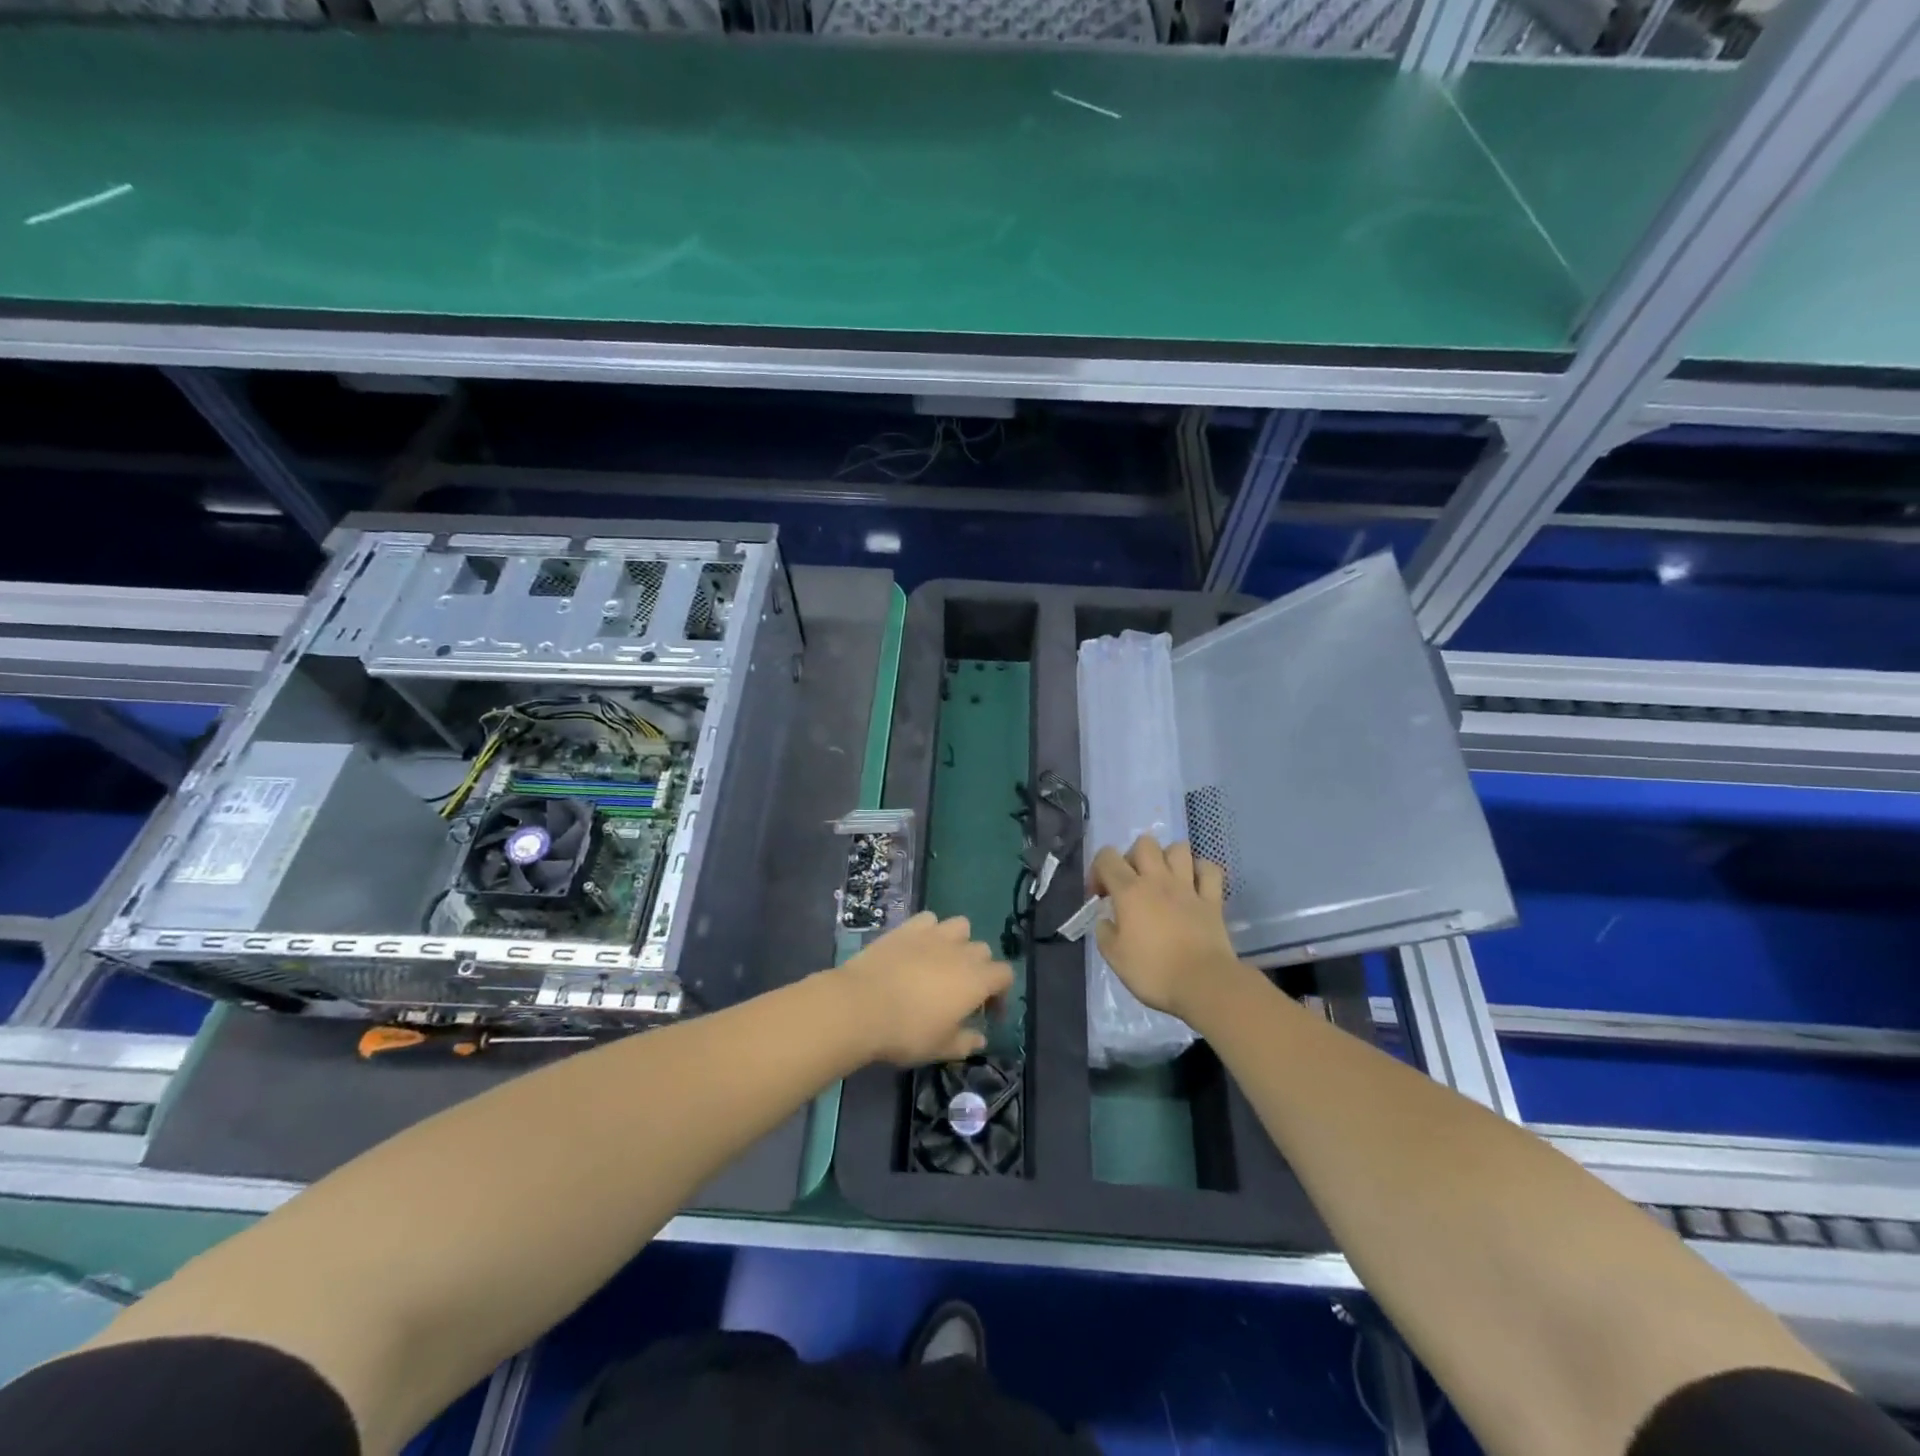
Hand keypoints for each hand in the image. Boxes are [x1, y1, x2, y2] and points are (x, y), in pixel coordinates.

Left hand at [831, 912, 1012, 1065]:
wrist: (861, 1005)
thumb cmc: (907, 1031)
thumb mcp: (941, 1048)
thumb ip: (966, 1042)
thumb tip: (980, 1039)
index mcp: (977, 980)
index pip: (1005, 975)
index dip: (1001, 994)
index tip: (987, 1014)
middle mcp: (961, 951)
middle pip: (983, 951)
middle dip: (979, 969)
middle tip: (962, 993)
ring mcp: (934, 934)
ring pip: (960, 926)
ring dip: (958, 942)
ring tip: (943, 962)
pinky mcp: (908, 927)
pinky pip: (929, 920)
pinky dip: (930, 930)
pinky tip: (918, 947)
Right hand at [1089, 835, 1238, 1021]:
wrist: (1204, 984)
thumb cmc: (1154, 972)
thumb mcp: (1114, 958)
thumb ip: (1104, 932)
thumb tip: (1106, 920)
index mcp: (1129, 892)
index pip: (1106, 858)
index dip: (1097, 870)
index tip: (1100, 896)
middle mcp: (1158, 880)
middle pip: (1144, 843)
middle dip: (1133, 857)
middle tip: (1132, 882)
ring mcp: (1188, 887)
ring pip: (1178, 848)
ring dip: (1168, 858)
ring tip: (1163, 878)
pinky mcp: (1212, 900)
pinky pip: (1210, 870)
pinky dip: (1201, 871)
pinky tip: (1193, 884)